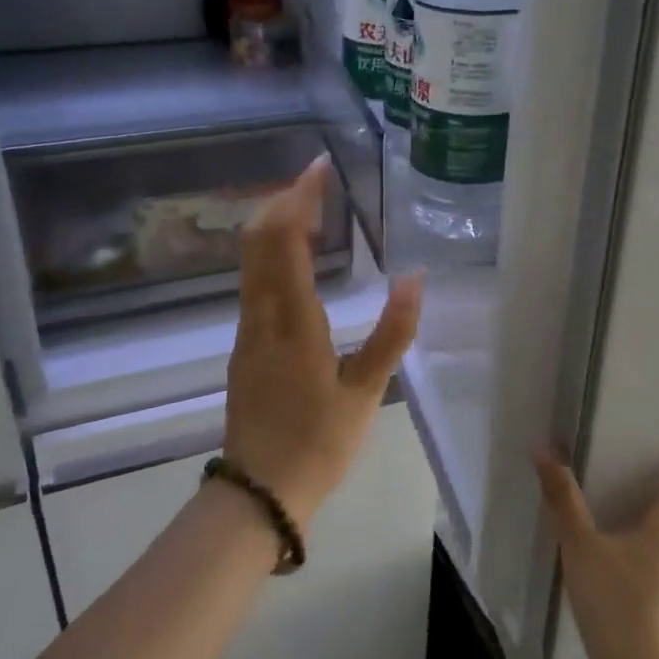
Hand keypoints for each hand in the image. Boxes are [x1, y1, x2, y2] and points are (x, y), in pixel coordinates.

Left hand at [225, 157, 422, 527]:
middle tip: (317, 180)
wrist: (260, 491)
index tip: (319, 166)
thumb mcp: (366, 391)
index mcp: (292, 321)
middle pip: (258, 239)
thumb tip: (415, 278)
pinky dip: (271, 254)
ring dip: (275, 225)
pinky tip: (296, 259)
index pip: (285, 239)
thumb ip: (393, 332)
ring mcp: (246, 330)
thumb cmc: (319, 443)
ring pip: (250, 260)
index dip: (299, 196)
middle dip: (283, 200)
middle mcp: (260, 315)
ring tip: (311, 209)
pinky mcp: (243, 345)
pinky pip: (252, 282)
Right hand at [535, 434, 658, 658]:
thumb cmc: (617, 605)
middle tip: (610, 430)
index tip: (648, 412)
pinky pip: (645, 529)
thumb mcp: (581, 545)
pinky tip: (595, 514)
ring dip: (634, 483)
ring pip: (658, 507)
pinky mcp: (653, 577)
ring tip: (597, 464)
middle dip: (647, 454)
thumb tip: (544, 449)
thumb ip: (562, 497)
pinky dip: (626, 510)